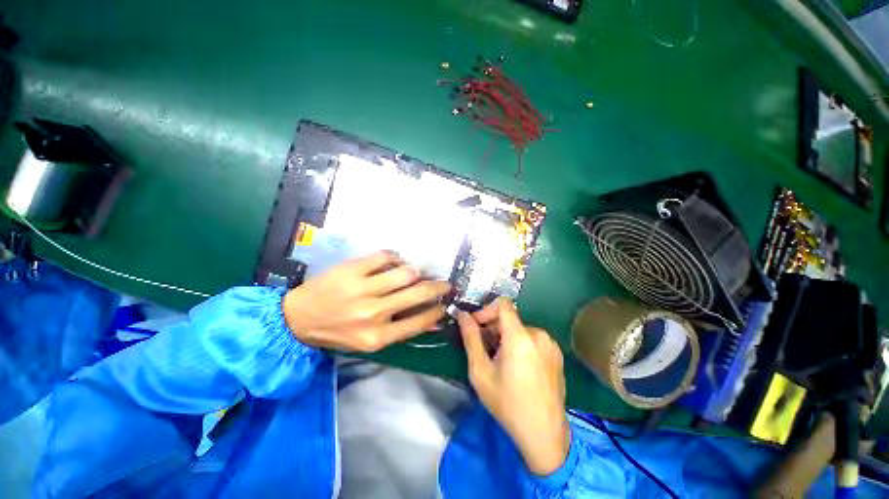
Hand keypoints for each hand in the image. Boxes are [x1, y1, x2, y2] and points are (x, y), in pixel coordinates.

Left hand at [282, 251, 450, 351]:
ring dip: (417, 271)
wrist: (298, 318)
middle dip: (439, 287)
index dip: (438, 310)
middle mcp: (373, 313)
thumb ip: (403, 330)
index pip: (420, 321)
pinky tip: (395, 263)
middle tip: (445, 283)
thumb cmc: (338, 332)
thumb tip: (435, 322)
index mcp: (377, 336)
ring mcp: (362, 288)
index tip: (445, 302)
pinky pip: (387, 256)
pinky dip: (397, 258)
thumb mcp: (370, 341)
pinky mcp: (353, 269)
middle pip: (419, 292)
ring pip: (406, 272)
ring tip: (416, 273)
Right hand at [457, 298, 570, 475]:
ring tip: (497, 359)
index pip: (502, 304)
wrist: (544, 435)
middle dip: (492, 327)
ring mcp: (550, 344)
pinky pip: (532, 338)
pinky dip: (519, 343)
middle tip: (482, 348)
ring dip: (505, 337)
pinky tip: (515, 366)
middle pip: (510, 318)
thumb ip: (470, 338)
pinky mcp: (556, 353)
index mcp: (520, 336)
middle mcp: (538, 334)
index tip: (475, 326)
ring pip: (520, 329)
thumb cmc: (507, 403)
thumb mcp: (480, 371)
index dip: (486, 310)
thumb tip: (462, 315)